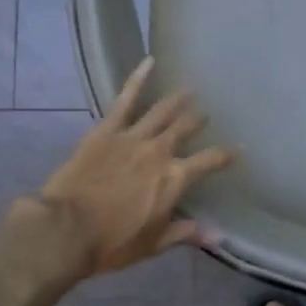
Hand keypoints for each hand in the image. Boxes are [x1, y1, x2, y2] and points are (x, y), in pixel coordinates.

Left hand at [26, 58, 235, 278]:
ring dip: (177, 100)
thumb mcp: (154, 243)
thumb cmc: (113, 243)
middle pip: (185, 129)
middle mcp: (159, 152)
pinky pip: (124, 100)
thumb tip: (219, 237)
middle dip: (198, 121)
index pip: (210, 161)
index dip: (227, 154)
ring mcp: (132, 138)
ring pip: (162, 111)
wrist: (66, 230)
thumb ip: (186, 233)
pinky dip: (138, 79)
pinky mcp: (105, 131)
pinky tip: (149, 62)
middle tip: (205, 115)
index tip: (239, 148)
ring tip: (189, 89)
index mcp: (174, 179)